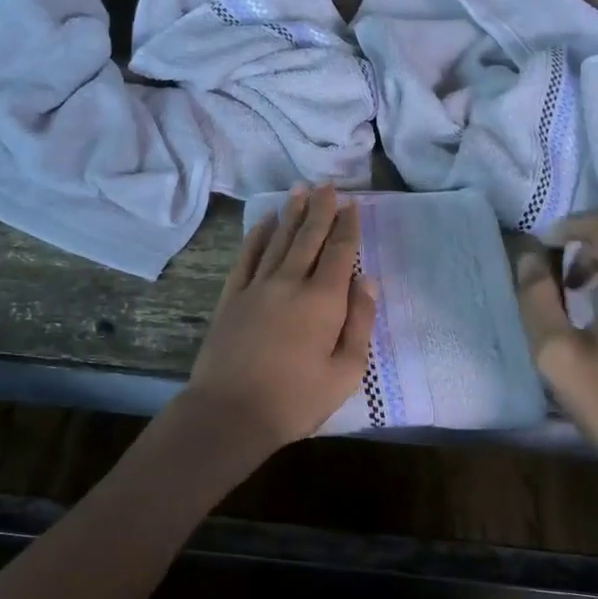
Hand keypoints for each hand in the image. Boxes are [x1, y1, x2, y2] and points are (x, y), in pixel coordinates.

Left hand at [180, 184, 377, 457]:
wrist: (230, 412)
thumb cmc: (296, 400)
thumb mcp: (346, 372)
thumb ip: (360, 322)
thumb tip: (367, 279)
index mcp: (323, 300)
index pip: (339, 252)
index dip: (347, 226)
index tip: (352, 204)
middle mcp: (290, 282)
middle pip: (308, 236)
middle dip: (321, 209)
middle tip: (328, 185)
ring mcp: (257, 286)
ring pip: (279, 239)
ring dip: (292, 212)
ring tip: (301, 189)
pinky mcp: (232, 296)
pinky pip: (248, 255)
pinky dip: (258, 235)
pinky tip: (266, 220)